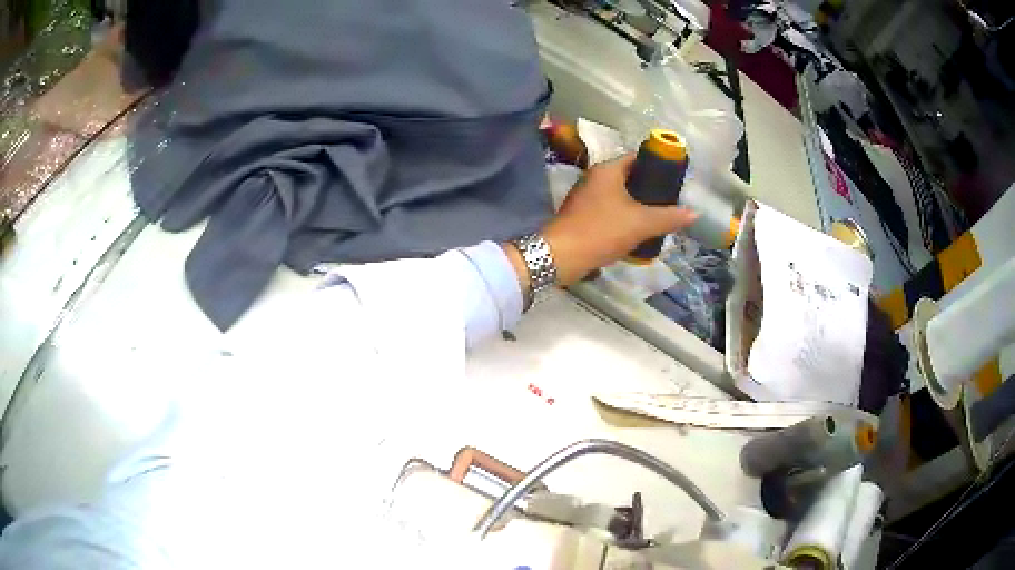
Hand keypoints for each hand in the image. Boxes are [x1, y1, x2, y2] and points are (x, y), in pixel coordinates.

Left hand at [505, 154, 698, 289]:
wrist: (561, 256)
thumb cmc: (602, 231)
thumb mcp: (641, 223)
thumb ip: (669, 217)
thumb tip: (695, 213)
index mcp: (607, 170)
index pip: (637, 158)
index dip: (658, 167)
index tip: (675, 181)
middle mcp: (594, 177)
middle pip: (629, 177)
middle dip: (650, 189)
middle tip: (670, 202)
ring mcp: (585, 196)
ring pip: (619, 195)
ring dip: (637, 205)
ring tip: (658, 217)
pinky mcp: (581, 214)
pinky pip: (609, 209)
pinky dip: (623, 216)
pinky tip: (636, 231)